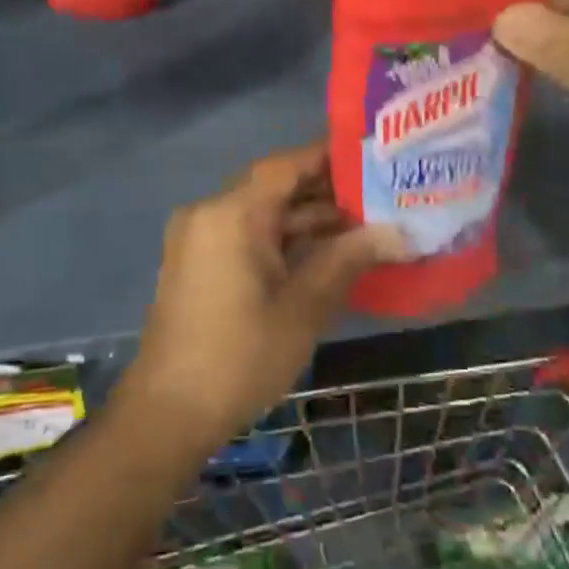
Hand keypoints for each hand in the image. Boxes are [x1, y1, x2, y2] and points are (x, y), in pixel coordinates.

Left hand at [119, 141, 406, 452]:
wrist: (168, 414)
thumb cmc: (239, 357)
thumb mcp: (303, 307)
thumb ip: (349, 259)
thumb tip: (400, 233)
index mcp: (231, 213)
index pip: (286, 165)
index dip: (330, 156)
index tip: (373, 154)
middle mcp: (210, 213)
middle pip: (275, 187)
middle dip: (326, 191)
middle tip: (381, 192)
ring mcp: (200, 238)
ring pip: (262, 213)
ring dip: (307, 219)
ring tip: (366, 222)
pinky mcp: (199, 263)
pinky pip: (247, 235)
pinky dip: (283, 240)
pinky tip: (327, 251)